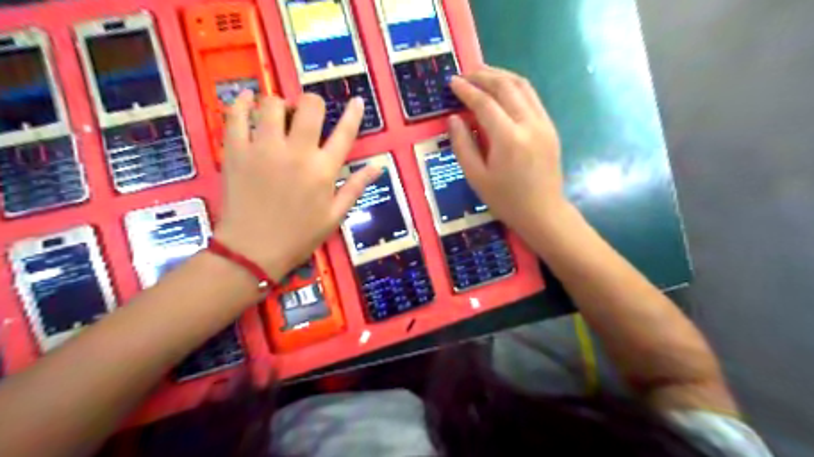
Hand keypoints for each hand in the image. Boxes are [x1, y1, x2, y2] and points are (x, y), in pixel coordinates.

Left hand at [216, 90, 382, 280]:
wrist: (252, 251)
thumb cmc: (299, 236)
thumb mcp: (335, 216)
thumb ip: (356, 187)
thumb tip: (378, 166)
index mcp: (323, 170)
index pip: (344, 133)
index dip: (353, 114)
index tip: (357, 101)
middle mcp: (296, 152)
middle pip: (309, 107)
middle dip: (313, 104)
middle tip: (308, 115)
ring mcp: (263, 148)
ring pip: (272, 104)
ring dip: (279, 104)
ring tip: (278, 115)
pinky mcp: (236, 151)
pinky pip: (234, 115)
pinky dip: (240, 102)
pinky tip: (246, 101)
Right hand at [449, 67, 566, 237]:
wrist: (543, 212)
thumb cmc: (506, 200)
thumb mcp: (476, 177)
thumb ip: (463, 145)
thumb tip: (454, 118)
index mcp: (508, 138)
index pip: (484, 103)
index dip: (466, 90)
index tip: (452, 82)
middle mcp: (529, 124)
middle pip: (506, 86)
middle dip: (483, 75)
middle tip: (465, 74)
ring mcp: (543, 123)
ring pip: (522, 86)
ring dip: (501, 75)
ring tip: (482, 74)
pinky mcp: (550, 127)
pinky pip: (532, 97)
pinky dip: (514, 87)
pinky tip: (502, 91)